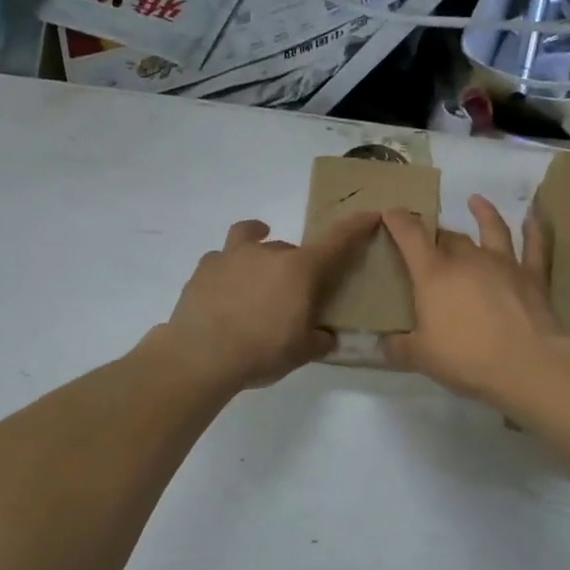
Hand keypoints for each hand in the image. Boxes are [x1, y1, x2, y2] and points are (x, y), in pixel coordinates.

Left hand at [157, 213, 379, 390]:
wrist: (200, 355)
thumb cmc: (261, 352)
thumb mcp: (301, 353)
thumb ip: (318, 340)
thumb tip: (327, 336)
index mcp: (299, 270)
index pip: (335, 241)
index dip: (354, 227)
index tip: (368, 214)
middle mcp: (267, 253)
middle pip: (290, 248)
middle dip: (296, 266)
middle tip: (293, 295)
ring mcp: (231, 257)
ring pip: (249, 237)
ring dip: (258, 242)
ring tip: (257, 263)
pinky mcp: (203, 268)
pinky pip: (221, 258)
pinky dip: (228, 266)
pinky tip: (226, 285)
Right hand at [382, 195, 557, 400]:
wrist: (525, 365)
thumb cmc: (465, 358)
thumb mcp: (420, 357)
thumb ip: (396, 348)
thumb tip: (380, 346)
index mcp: (434, 274)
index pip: (410, 236)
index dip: (398, 220)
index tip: (390, 211)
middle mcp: (467, 259)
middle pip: (449, 236)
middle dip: (436, 234)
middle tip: (429, 239)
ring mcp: (503, 263)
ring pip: (491, 230)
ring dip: (483, 214)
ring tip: (475, 201)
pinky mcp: (532, 276)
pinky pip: (534, 246)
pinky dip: (534, 230)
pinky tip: (532, 217)